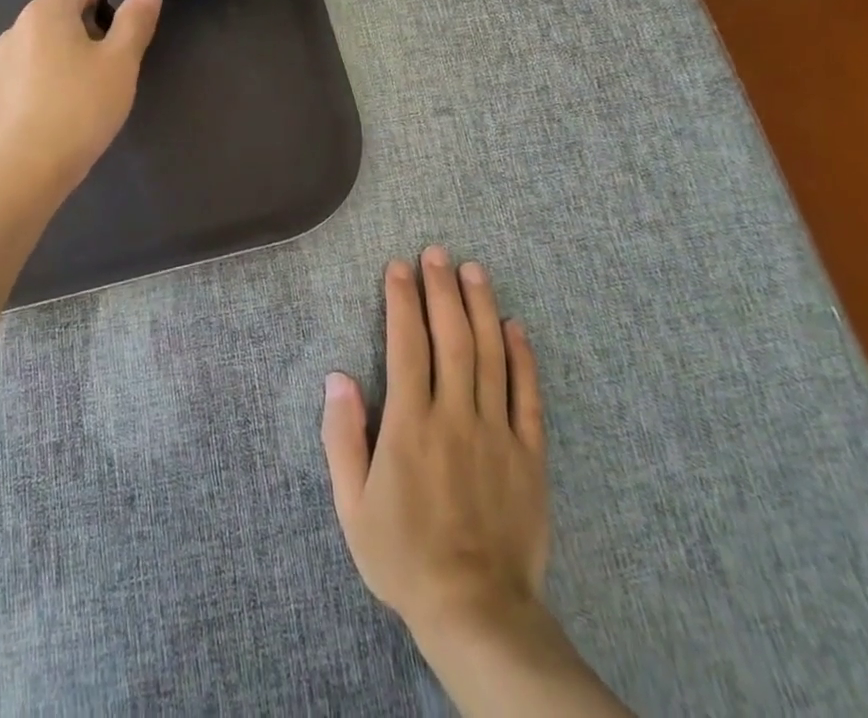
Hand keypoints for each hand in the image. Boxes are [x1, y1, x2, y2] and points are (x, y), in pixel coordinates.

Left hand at [0, 0, 161, 197]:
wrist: (25, 168)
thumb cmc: (80, 107)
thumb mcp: (121, 62)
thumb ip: (136, 21)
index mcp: (46, 10)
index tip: (131, 22)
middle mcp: (19, 26)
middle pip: (63, 7)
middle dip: (95, 22)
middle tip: (120, 57)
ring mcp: (5, 59)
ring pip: (49, 38)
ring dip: (76, 49)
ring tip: (97, 84)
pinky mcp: (1, 89)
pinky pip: (35, 65)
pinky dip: (57, 71)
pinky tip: (71, 105)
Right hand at [322, 247, 547, 640]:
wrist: (477, 613)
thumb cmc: (404, 556)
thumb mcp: (352, 504)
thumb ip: (342, 436)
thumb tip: (337, 376)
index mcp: (410, 424)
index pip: (406, 344)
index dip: (402, 300)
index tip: (398, 267)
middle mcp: (455, 416)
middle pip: (450, 337)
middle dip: (441, 289)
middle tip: (436, 253)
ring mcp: (497, 433)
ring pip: (491, 355)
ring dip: (481, 307)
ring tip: (473, 270)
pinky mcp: (530, 455)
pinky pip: (528, 396)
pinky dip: (523, 357)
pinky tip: (516, 326)